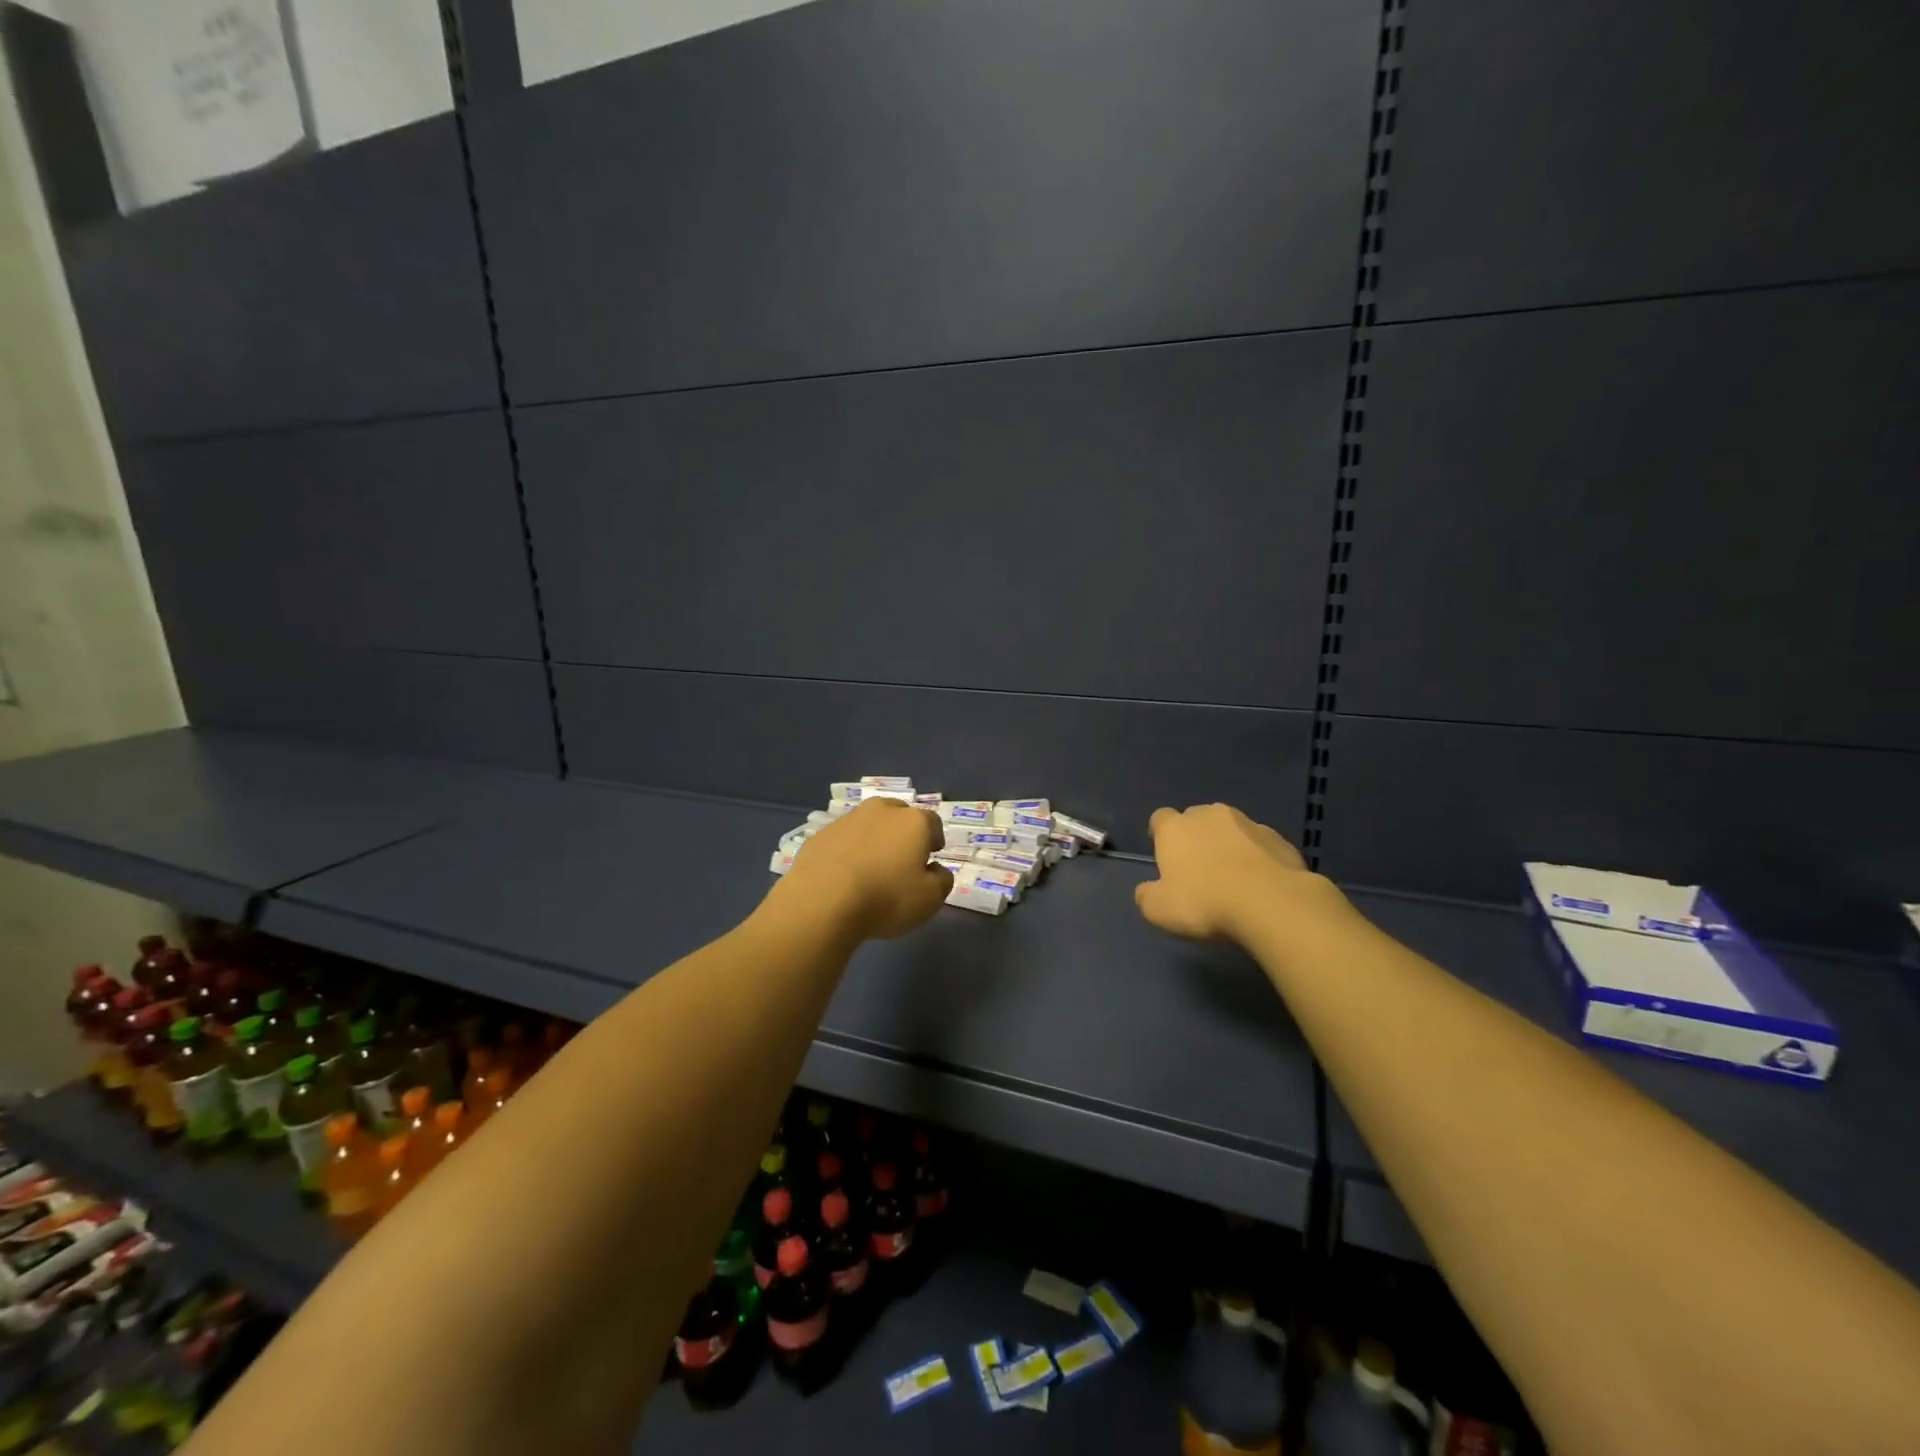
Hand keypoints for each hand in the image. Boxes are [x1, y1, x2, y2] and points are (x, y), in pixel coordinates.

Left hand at [778, 800, 952, 939]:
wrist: (822, 901)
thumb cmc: (886, 898)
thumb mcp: (930, 899)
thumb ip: (941, 880)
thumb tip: (935, 869)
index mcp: (913, 821)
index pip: (932, 822)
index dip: (934, 839)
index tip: (931, 856)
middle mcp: (881, 810)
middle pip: (899, 816)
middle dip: (903, 833)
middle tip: (901, 859)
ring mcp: (847, 819)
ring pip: (868, 824)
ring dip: (873, 840)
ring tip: (870, 868)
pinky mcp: (820, 834)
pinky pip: (843, 839)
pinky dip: (847, 850)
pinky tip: (843, 875)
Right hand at [1134, 804, 1314, 941]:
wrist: (1270, 902)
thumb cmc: (1204, 902)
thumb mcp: (1159, 910)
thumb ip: (1146, 896)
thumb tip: (1146, 890)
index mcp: (1175, 828)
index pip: (1160, 818)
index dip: (1160, 834)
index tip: (1164, 855)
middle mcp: (1209, 815)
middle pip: (1196, 818)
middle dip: (1196, 837)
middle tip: (1199, 869)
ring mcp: (1248, 823)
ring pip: (1232, 829)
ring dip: (1229, 845)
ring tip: (1234, 877)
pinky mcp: (1279, 839)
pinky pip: (1261, 845)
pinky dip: (1258, 857)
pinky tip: (1261, 884)